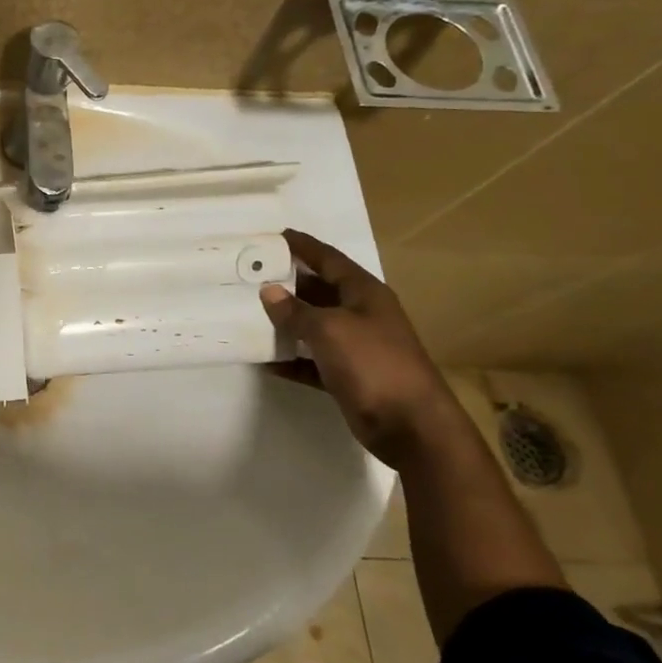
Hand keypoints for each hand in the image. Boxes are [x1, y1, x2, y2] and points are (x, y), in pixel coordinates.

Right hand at [258, 229, 462, 468]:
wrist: (411, 426)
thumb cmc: (373, 363)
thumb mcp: (329, 329)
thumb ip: (295, 310)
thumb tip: (268, 291)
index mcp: (364, 293)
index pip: (329, 259)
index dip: (303, 246)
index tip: (275, 236)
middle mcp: (362, 314)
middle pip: (320, 290)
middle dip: (288, 282)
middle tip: (252, 274)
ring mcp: (357, 346)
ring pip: (314, 325)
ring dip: (286, 320)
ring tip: (250, 312)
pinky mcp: (349, 376)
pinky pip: (312, 360)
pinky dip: (291, 358)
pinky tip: (265, 360)